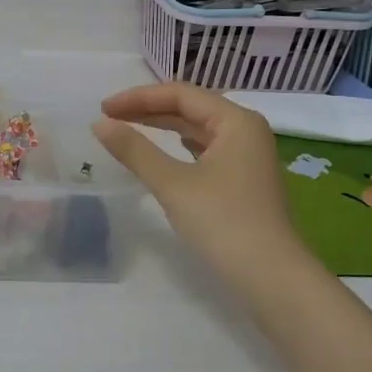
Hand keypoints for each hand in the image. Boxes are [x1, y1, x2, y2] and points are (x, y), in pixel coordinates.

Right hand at [93, 84, 307, 290]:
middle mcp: (246, 131)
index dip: (139, 97)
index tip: (103, 109)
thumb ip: (135, 150)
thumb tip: (100, 124)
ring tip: (129, 129)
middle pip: (191, 108)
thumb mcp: (172, 183)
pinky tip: (164, 151)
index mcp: (236, 121)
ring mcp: (248, 156)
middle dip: (148, 110)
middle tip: (109, 118)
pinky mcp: (243, 180)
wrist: (271, 277)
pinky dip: (179, 146)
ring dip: (163, 127)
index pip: (180, 94)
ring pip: (198, 129)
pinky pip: (205, 150)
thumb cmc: (223, 222)